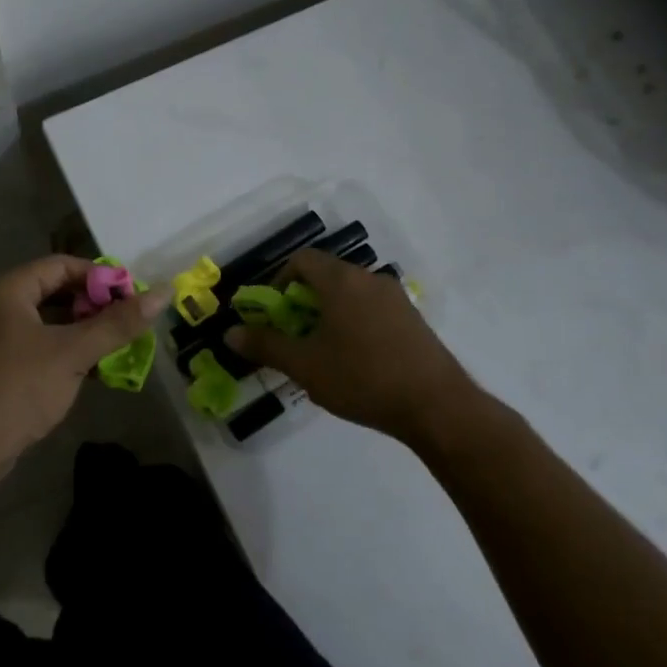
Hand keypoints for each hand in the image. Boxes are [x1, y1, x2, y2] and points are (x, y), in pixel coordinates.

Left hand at [0, 256, 169, 470]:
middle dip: (93, 305)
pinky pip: (37, 345)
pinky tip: (94, 368)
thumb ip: (117, 323)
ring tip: (119, 344)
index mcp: (7, 290)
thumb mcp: (73, 353)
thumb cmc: (19, 388)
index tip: (131, 295)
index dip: (98, 276)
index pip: (60, 266)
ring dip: (82, 331)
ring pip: (47, 321)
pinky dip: (64, 351)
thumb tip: (162, 293)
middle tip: (129, 320)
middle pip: (53, 292)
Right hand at [224, 249, 509, 453]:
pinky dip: (353, 321)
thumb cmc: (363, 378)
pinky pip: (371, 308)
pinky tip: (354, 359)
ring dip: (327, 312)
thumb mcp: (305, 366)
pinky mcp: (412, 319)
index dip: (278, 280)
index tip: (272, 312)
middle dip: (301, 300)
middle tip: (292, 334)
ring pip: (349, 293)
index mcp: (341, 281)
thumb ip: (265, 345)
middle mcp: (369, 279)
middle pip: (326, 275)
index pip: (301, 260)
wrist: (437, 406)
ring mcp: (395, 297)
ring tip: (321, 350)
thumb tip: (229, 334)